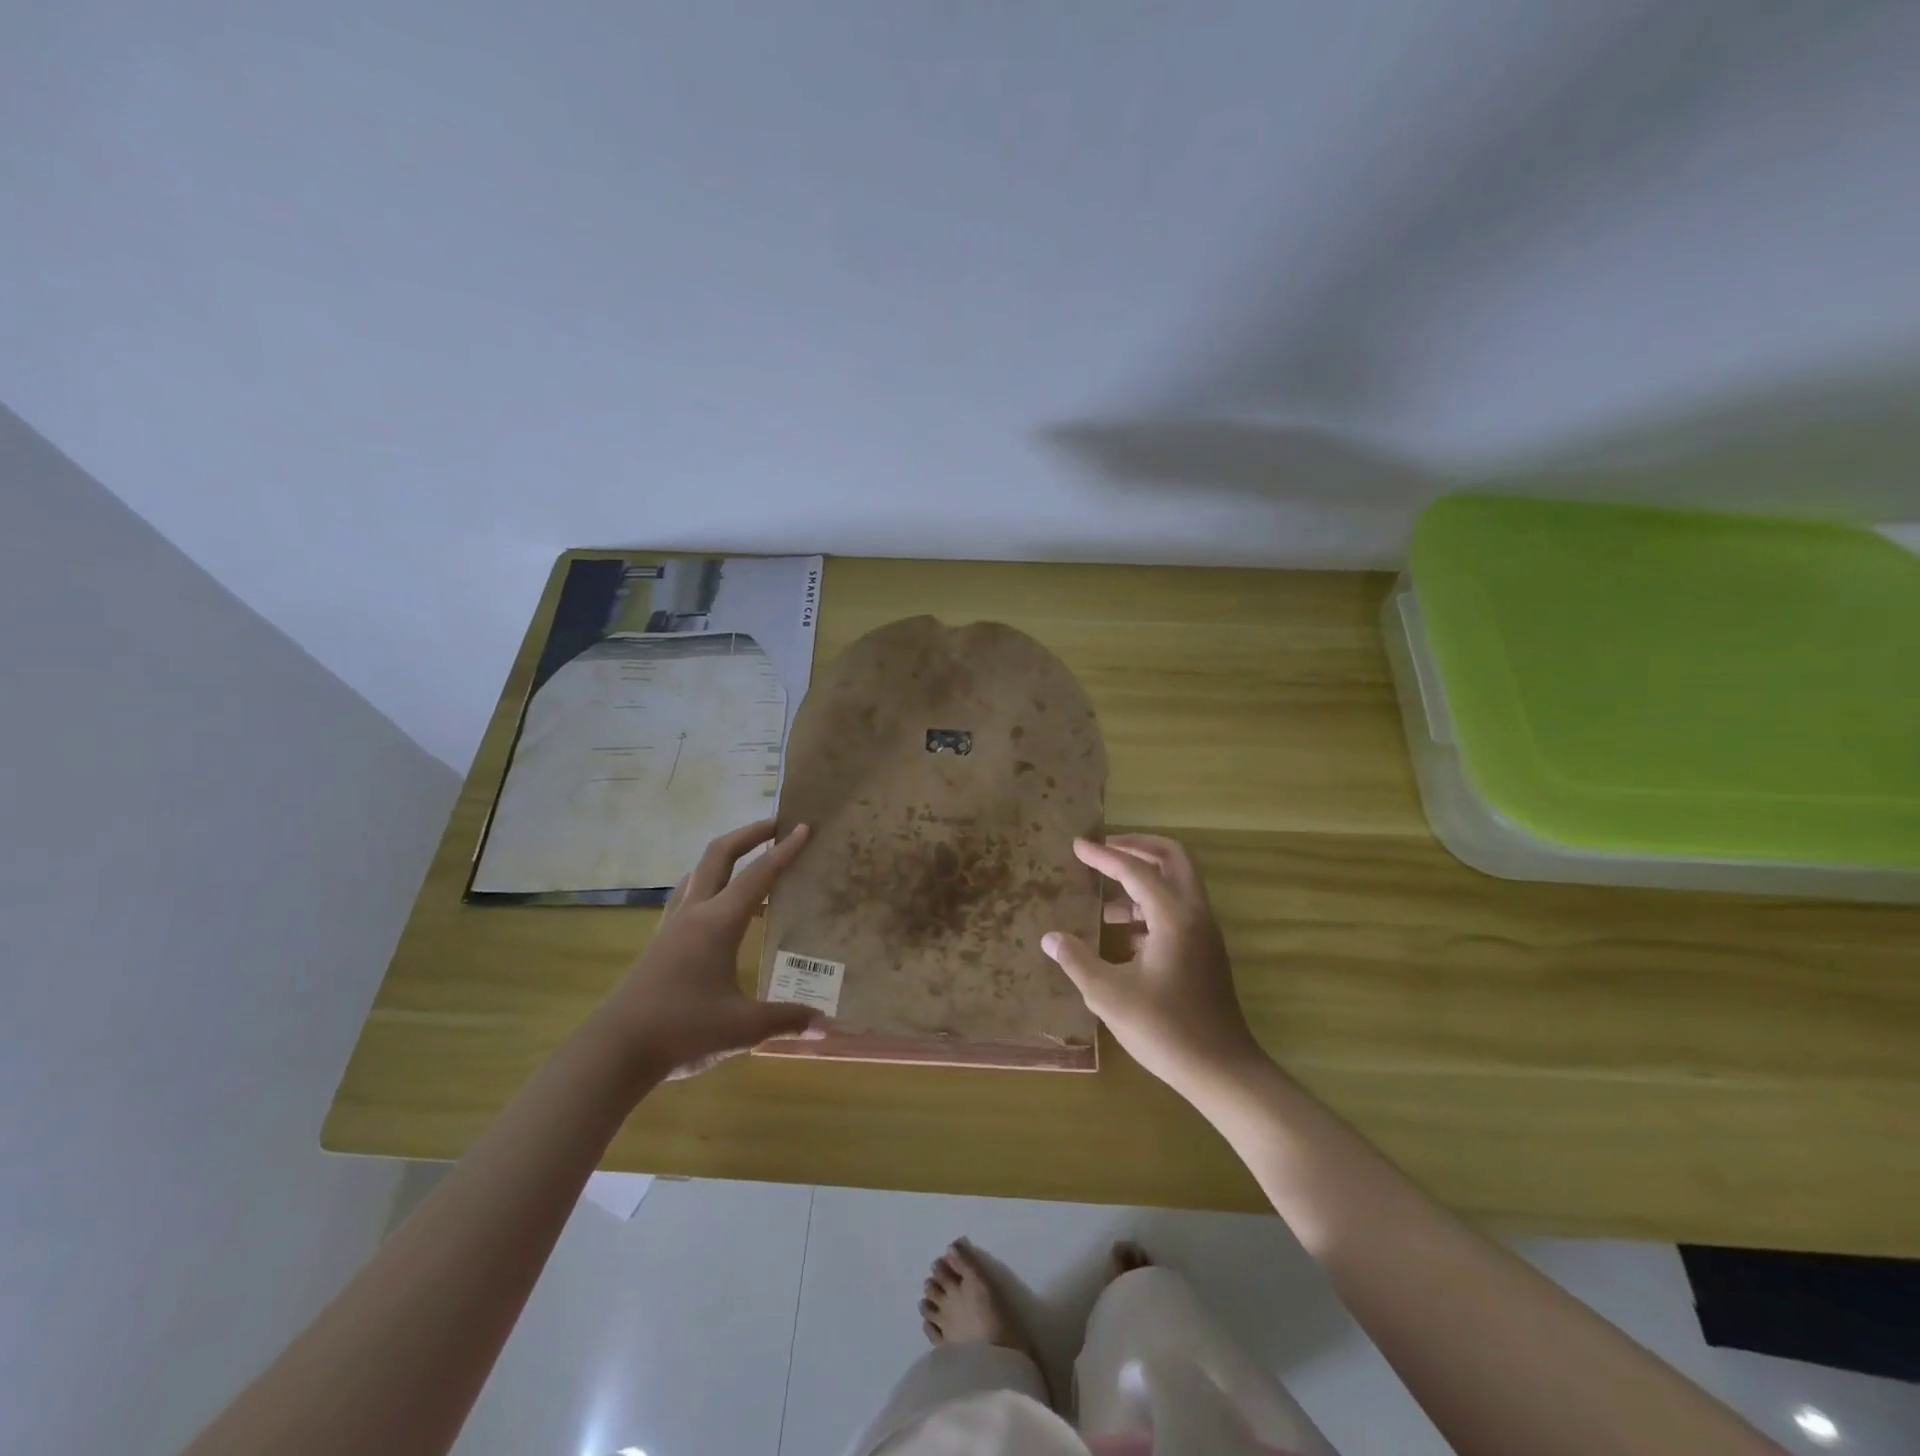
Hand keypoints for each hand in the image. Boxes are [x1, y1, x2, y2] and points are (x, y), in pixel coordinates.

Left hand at [596, 819, 822, 1079]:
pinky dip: (709, 882)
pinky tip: (717, 904)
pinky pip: (688, 894)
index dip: (784, 850)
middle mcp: (694, 913)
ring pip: (699, 871)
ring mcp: (672, 925)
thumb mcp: (743, 1027)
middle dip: (750, 834)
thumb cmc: (682, 1030)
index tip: (804, 827)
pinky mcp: (660, 942)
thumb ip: (787, 1019)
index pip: (758, 875)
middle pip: (720, 855)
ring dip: (727, 855)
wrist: (615, 1050)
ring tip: (750, 859)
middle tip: (777, 825)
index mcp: (718, 923)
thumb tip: (827, 1025)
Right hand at [1042, 834, 1266, 1099]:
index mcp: (1173, 916)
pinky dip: (1150, 905)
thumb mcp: (1109, 995)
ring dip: (1143, 877)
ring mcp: (1204, 932)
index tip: (1077, 845)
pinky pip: (1177, 909)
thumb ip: (1077, 960)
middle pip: (1172, 858)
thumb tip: (1050, 937)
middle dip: (1137, 847)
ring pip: (1177, 883)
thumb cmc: (1164, 1029)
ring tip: (1103, 895)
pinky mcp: (1205, 951)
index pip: (1135, 870)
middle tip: (1104, 848)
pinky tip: (1121, 932)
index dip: (1103, 856)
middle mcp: (1194, 914)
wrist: (1222, 1070)